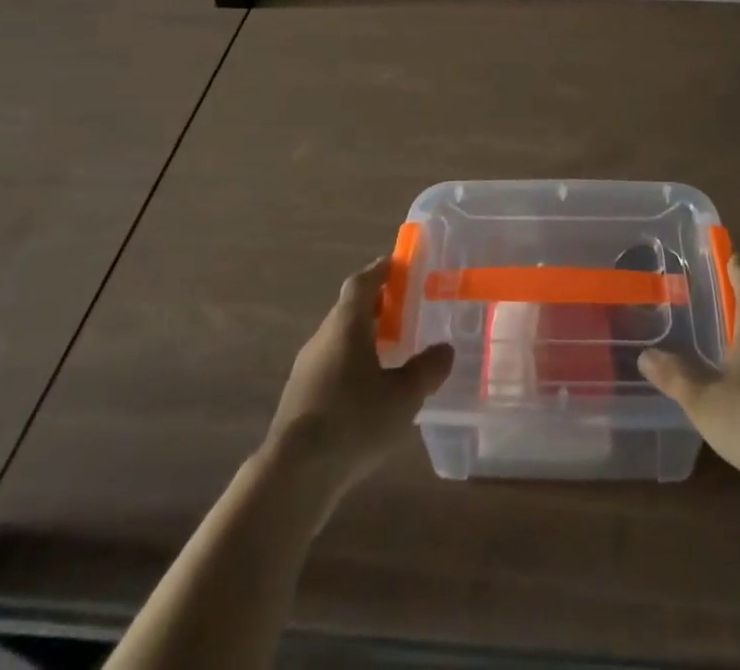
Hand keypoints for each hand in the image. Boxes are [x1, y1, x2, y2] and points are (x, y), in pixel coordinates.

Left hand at [267, 257, 454, 491]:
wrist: (293, 475)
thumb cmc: (353, 421)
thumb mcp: (403, 397)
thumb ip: (427, 370)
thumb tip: (446, 349)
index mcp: (346, 325)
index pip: (362, 283)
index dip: (380, 270)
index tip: (399, 264)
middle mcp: (323, 337)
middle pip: (350, 309)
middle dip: (377, 304)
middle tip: (405, 307)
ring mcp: (307, 368)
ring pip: (340, 338)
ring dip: (365, 335)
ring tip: (393, 348)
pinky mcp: (300, 397)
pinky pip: (332, 364)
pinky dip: (353, 362)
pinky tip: (370, 388)